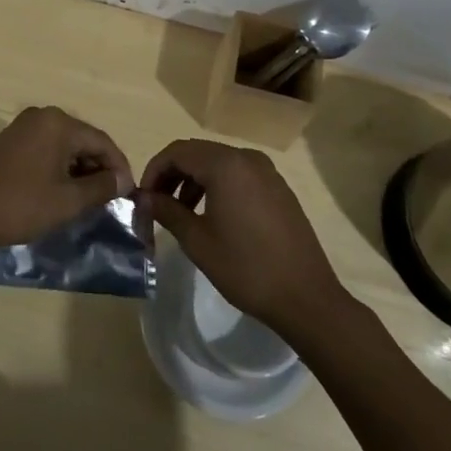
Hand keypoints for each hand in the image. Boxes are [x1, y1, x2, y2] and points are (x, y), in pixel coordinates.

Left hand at [0, 106, 132, 254]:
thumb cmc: (20, 205)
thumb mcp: (67, 201)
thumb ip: (100, 187)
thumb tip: (122, 180)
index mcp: (58, 123)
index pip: (102, 141)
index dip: (119, 168)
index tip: (129, 195)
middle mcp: (41, 116)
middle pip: (83, 140)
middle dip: (99, 168)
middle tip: (110, 199)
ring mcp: (22, 127)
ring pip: (64, 145)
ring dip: (79, 169)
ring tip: (89, 199)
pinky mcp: (9, 141)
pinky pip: (46, 149)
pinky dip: (59, 167)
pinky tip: (62, 191)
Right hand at [140, 139, 349, 336]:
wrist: (307, 298)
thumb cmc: (246, 268)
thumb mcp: (197, 241)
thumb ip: (167, 211)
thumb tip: (144, 198)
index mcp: (225, 165)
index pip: (177, 152)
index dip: (154, 171)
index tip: (143, 197)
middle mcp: (247, 158)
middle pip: (197, 153)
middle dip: (172, 174)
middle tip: (157, 203)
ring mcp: (267, 172)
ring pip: (218, 163)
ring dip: (194, 180)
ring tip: (182, 212)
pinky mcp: (279, 188)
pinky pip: (238, 174)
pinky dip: (218, 185)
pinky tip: (212, 215)